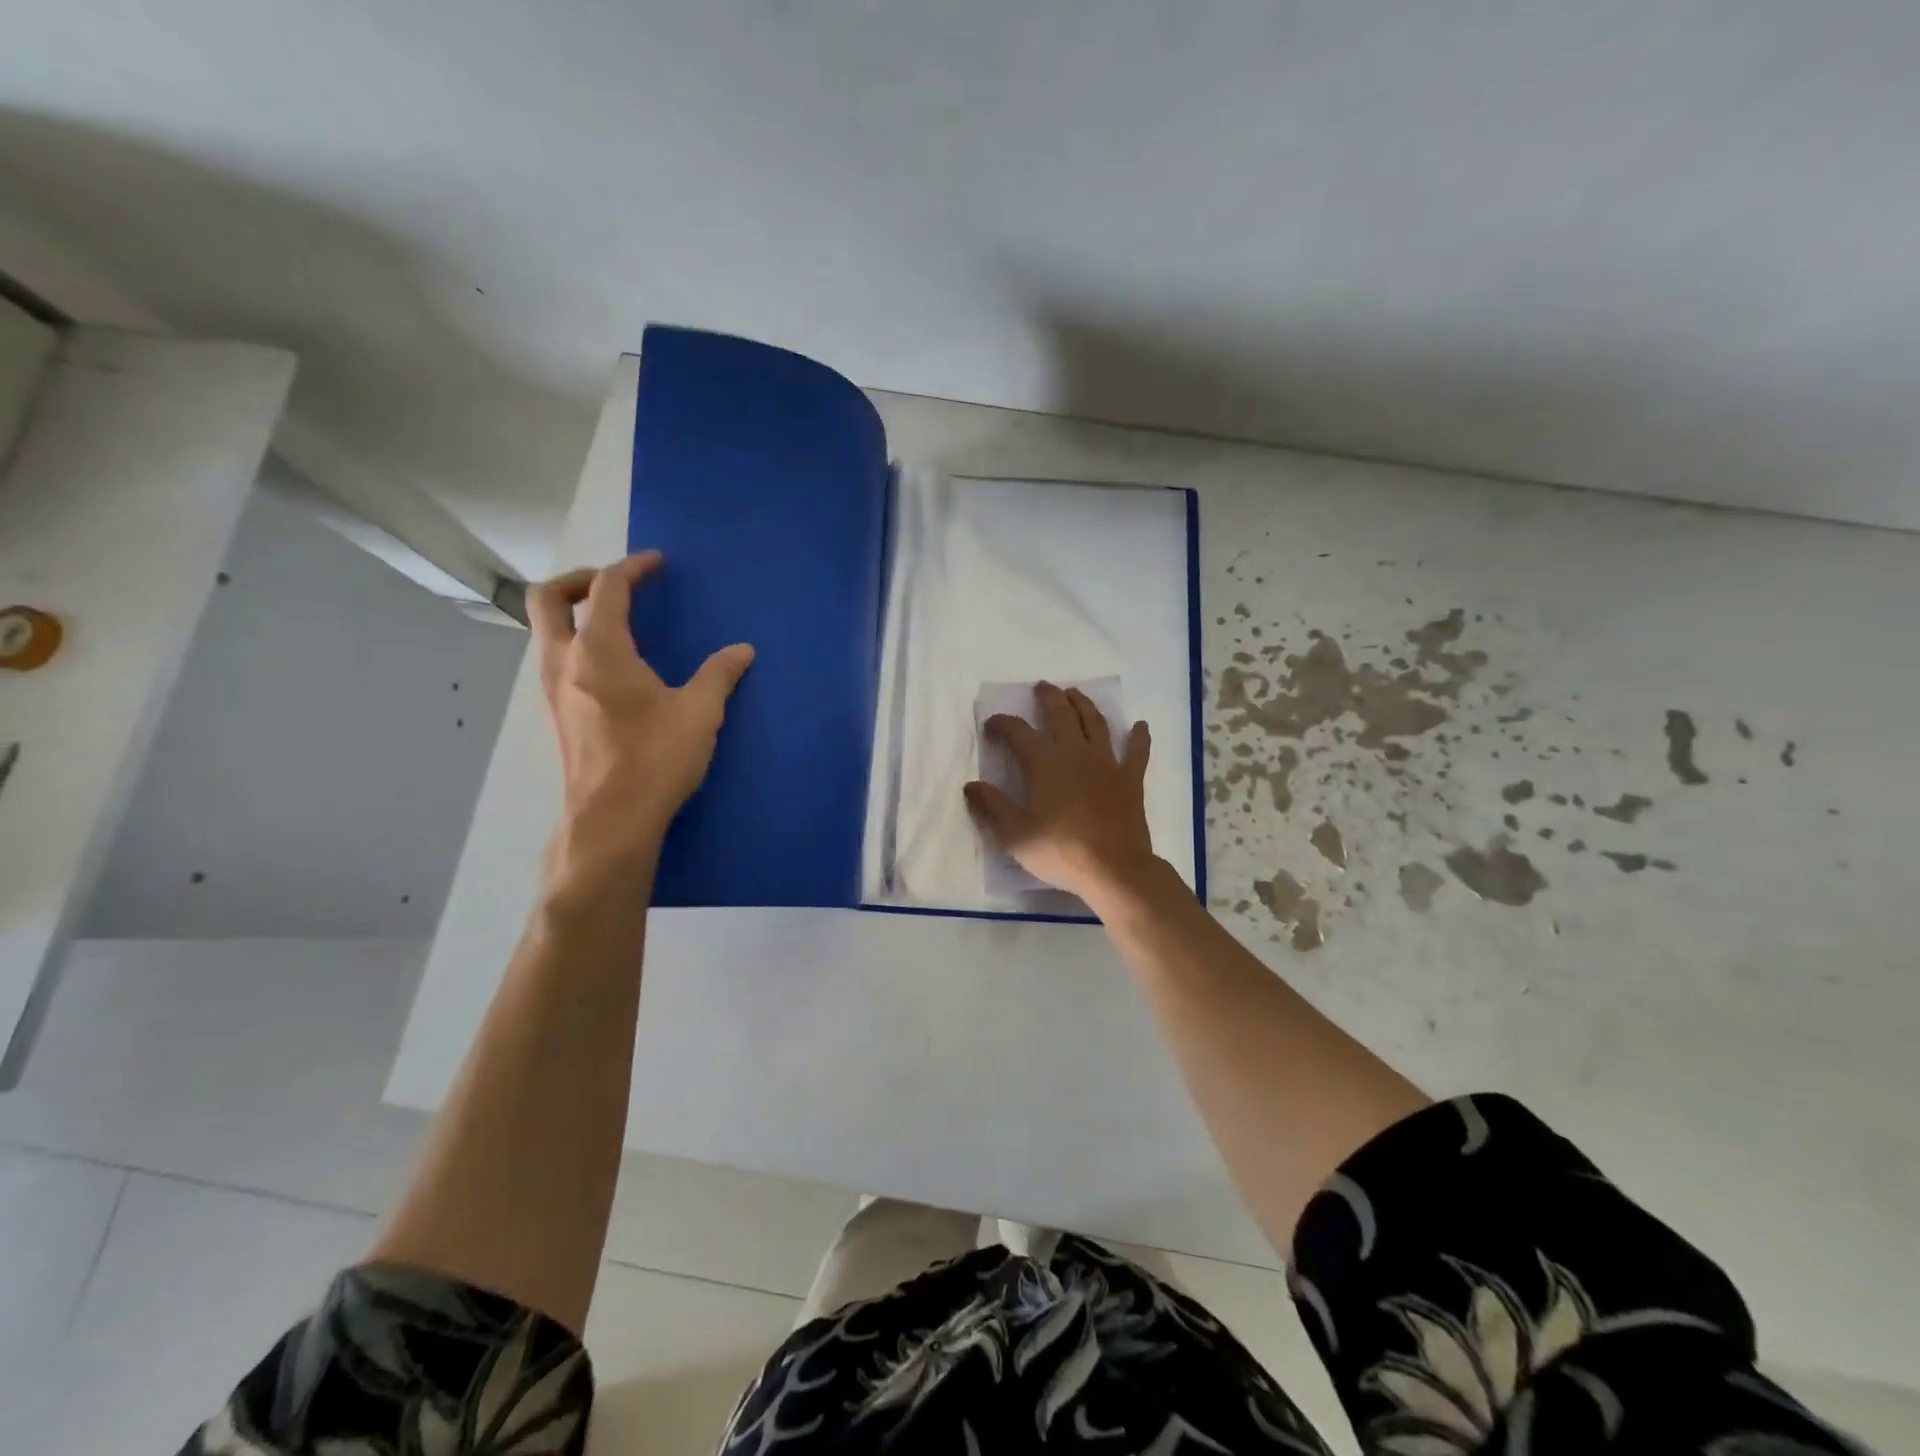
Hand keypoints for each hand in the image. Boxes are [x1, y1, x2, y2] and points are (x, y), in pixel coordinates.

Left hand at [528, 551, 752, 875]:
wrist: (611, 820)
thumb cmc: (656, 758)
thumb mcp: (699, 712)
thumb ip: (720, 674)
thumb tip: (742, 651)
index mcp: (600, 649)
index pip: (607, 588)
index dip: (632, 568)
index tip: (656, 563)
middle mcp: (564, 661)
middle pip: (547, 597)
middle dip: (580, 579)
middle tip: (616, 584)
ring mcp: (553, 690)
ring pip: (545, 630)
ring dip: (574, 613)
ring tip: (617, 623)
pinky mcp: (557, 715)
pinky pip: (555, 659)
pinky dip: (576, 644)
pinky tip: (614, 669)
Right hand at [964, 682, 1159, 904]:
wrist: (1113, 868)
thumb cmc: (1059, 851)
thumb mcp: (1014, 834)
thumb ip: (992, 806)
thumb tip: (972, 785)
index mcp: (1043, 763)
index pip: (1017, 731)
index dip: (1002, 723)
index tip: (992, 726)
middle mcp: (1074, 752)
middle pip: (1061, 713)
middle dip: (1049, 697)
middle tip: (1042, 687)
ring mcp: (1106, 762)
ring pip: (1095, 722)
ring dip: (1084, 704)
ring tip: (1075, 693)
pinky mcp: (1130, 778)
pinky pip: (1137, 751)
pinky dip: (1139, 737)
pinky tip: (1140, 726)